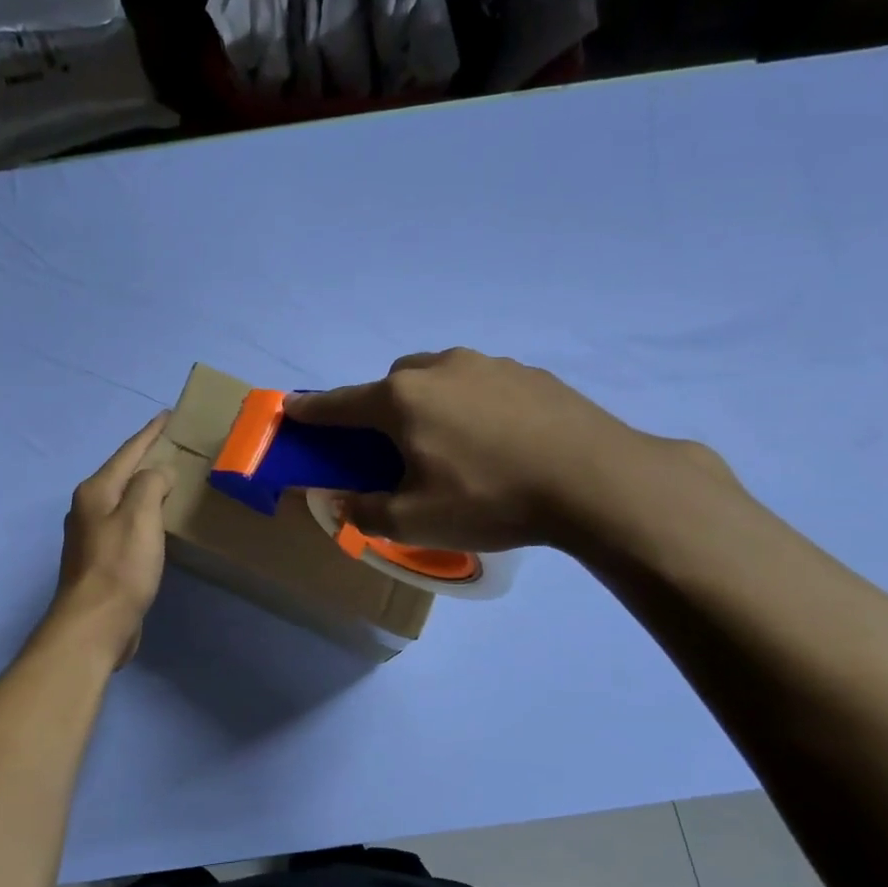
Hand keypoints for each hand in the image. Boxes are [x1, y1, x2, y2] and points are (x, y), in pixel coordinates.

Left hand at [48, 413, 171, 664]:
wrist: (95, 625)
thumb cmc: (120, 567)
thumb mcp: (139, 516)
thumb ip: (150, 484)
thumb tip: (158, 473)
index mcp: (95, 491)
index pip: (127, 452)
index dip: (150, 433)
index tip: (169, 415)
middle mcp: (88, 508)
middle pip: (122, 474)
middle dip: (147, 458)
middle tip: (176, 446)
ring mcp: (91, 536)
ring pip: (124, 500)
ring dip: (145, 488)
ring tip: (172, 479)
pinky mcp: (101, 560)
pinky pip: (127, 525)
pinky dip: (144, 515)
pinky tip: (158, 522)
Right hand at [287, 348, 705, 552]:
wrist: (596, 480)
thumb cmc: (490, 499)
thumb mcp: (415, 522)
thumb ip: (366, 511)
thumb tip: (342, 501)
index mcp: (401, 400)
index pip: (339, 404)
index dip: (311, 411)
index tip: (290, 409)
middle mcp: (438, 369)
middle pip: (390, 385)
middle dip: (379, 410)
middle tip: (392, 448)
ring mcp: (487, 364)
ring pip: (437, 378)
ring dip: (427, 404)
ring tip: (450, 445)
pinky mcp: (528, 372)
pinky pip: (479, 384)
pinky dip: (471, 405)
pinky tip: (496, 440)